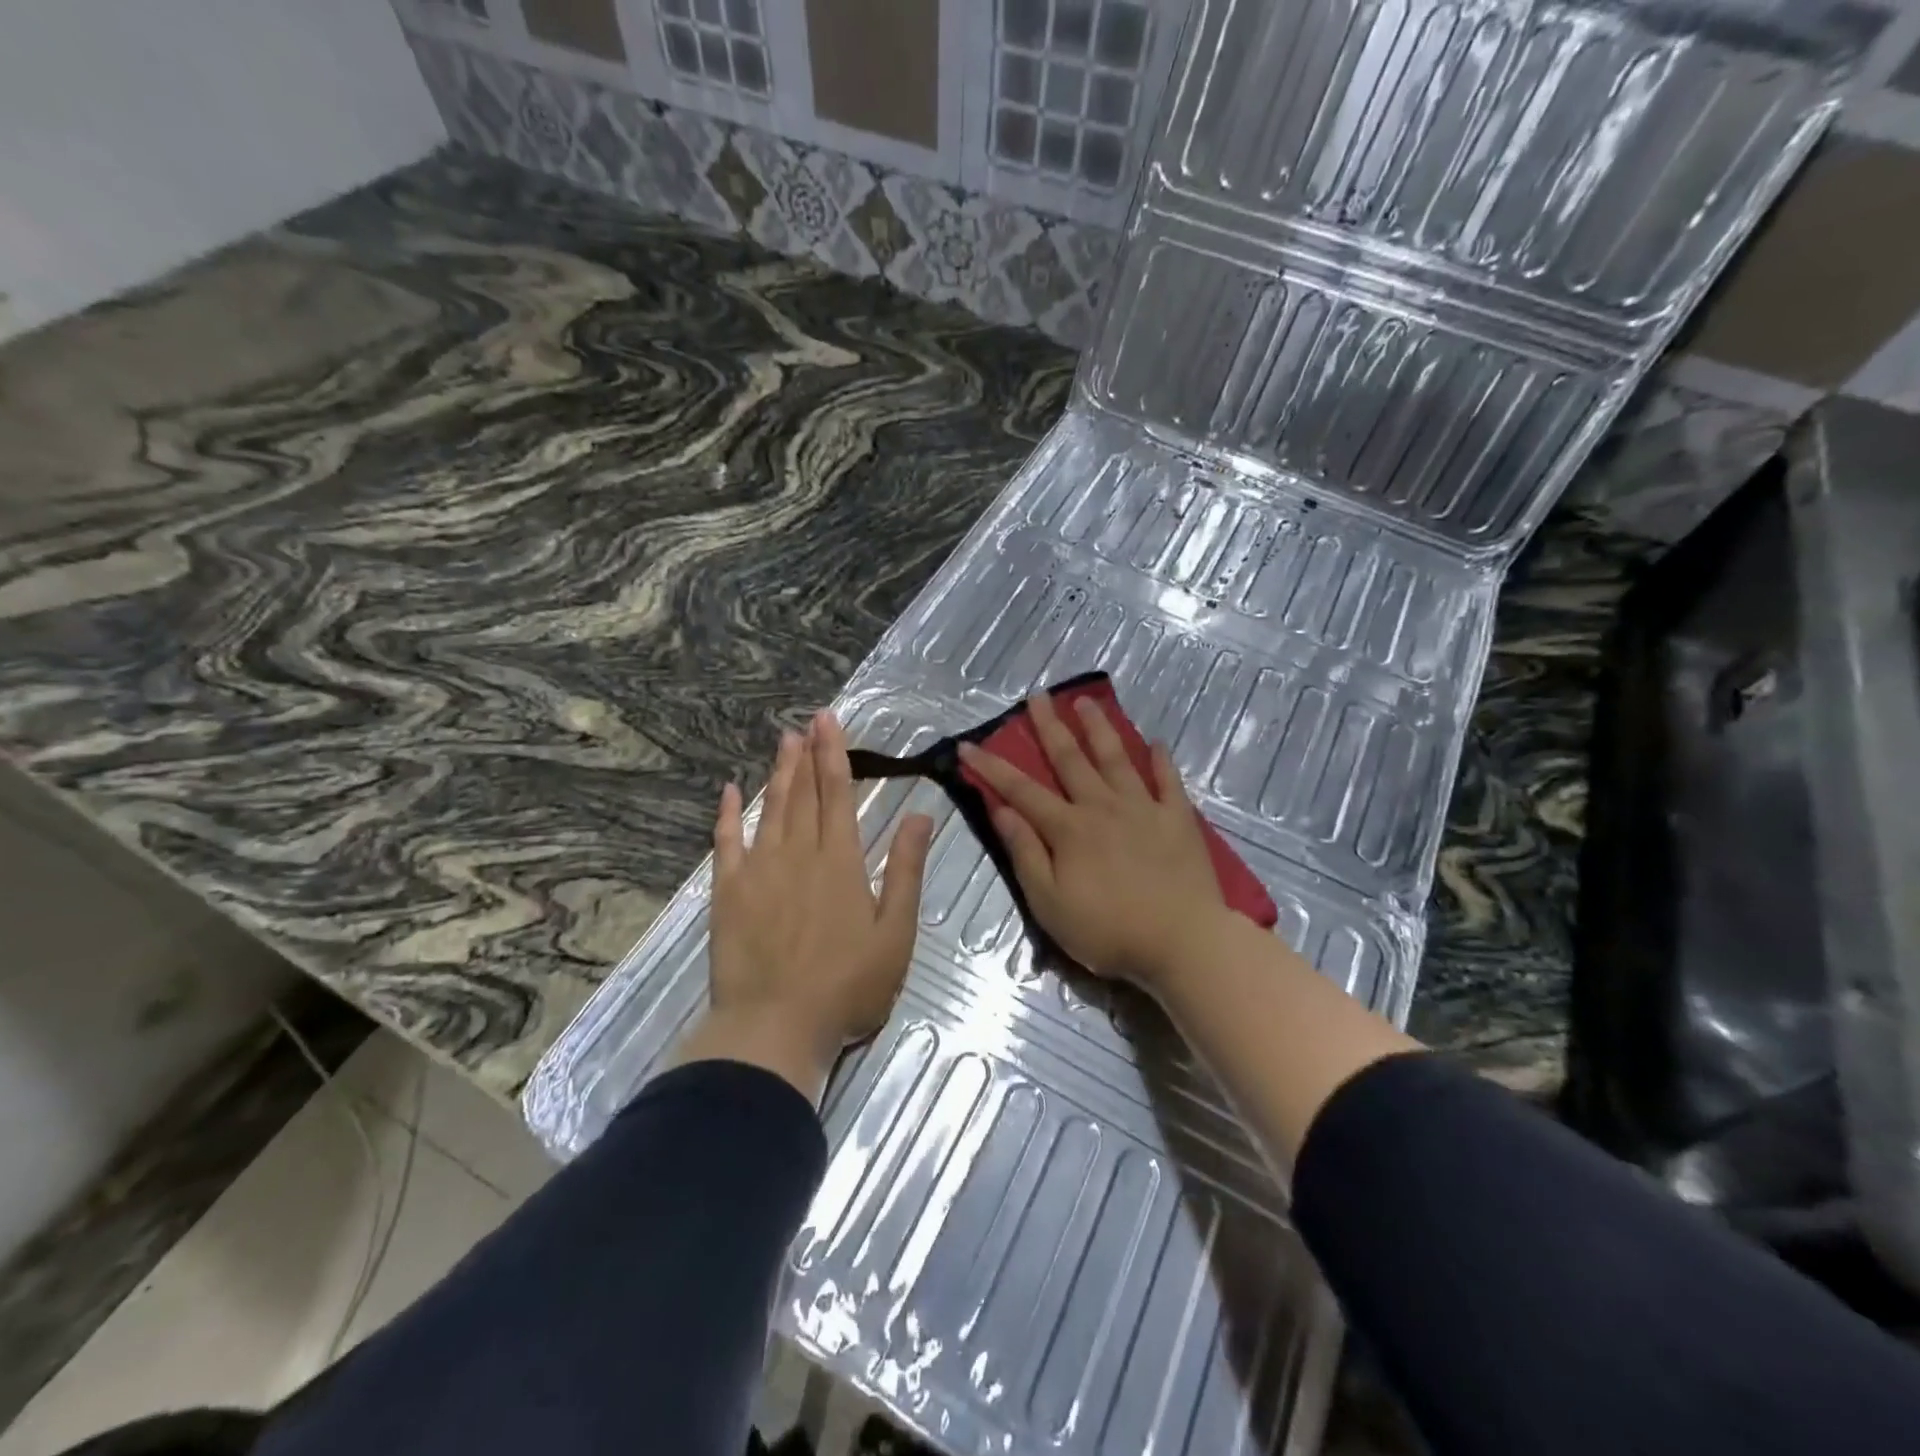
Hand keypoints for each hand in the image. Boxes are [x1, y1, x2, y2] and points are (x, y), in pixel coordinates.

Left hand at [677, 711, 934, 1101]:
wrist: (775, 1027)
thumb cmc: (847, 986)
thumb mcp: (896, 933)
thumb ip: (906, 870)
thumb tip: (921, 814)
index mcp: (841, 861)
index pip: (838, 793)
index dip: (834, 754)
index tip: (829, 721)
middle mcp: (798, 853)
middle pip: (804, 794)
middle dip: (807, 754)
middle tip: (808, 721)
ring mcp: (759, 870)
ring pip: (770, 809)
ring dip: (778, 774)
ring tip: (782, 742)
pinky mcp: (728, 892)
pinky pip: (726, 842)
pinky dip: (727, 813)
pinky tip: (729, 790)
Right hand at [959, 690, 1224, 993]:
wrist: (1182, 943)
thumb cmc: (1108, 931)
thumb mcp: (1049, 903)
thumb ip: (1025, 853)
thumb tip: (1001, 810)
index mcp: (1068, 828)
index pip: (1021, 790)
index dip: (992, 767)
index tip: (968, 744)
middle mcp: (1103, 806)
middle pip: (1070, 759)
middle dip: (1050, 726)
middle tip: (1038, 695)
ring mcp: (1144, 808)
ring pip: (1116, 759)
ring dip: (1098, 729)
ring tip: (1086, 702)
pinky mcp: (1178, 818)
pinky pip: (1168, 781)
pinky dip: (1160, 760)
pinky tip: (1155, 742)